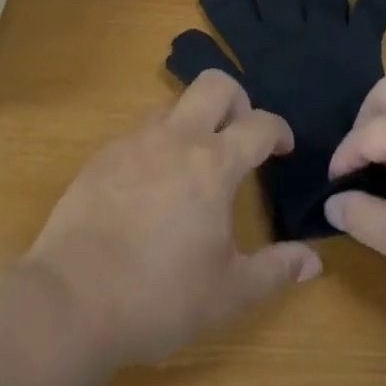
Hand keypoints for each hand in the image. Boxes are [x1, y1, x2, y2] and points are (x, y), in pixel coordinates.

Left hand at [25, 70, 322, 369]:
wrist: (72, 300)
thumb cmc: (160, 297)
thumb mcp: (228, 293)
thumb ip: (275, 271)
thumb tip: (313, 261)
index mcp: (213, 164)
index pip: (259, 124)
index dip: (279, 130)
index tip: (283, 148)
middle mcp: (175, 139)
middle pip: (214, 84)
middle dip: (237, 98)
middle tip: (240, 134)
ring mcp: (133, 142)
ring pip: (172, 106)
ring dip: (192, 122)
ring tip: (194, 165)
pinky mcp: (101, 157)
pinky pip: (138, 135)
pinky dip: (156, 147)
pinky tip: (150, 188)